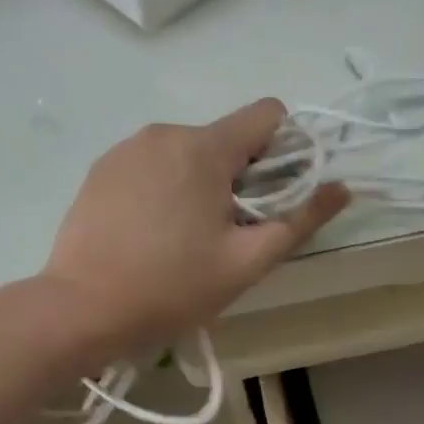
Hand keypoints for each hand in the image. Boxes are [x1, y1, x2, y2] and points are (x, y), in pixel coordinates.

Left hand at [41, 99, 348, 354]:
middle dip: (242, 177)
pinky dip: (166, 189)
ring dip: (202, 184)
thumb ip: (300, 220)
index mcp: (204, 147)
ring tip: (186, 239)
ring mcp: (126, 148)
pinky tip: (152, 234)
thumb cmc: (172, 288)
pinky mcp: (101, 169)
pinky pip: (152, 165)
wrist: (82, 309)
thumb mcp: (247, 262)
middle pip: (227, 138)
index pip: (267, 115)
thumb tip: (341, 188)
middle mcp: (165, 132)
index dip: (286, 151)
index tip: (276, 197)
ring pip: (188, 153)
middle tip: (229, 233)